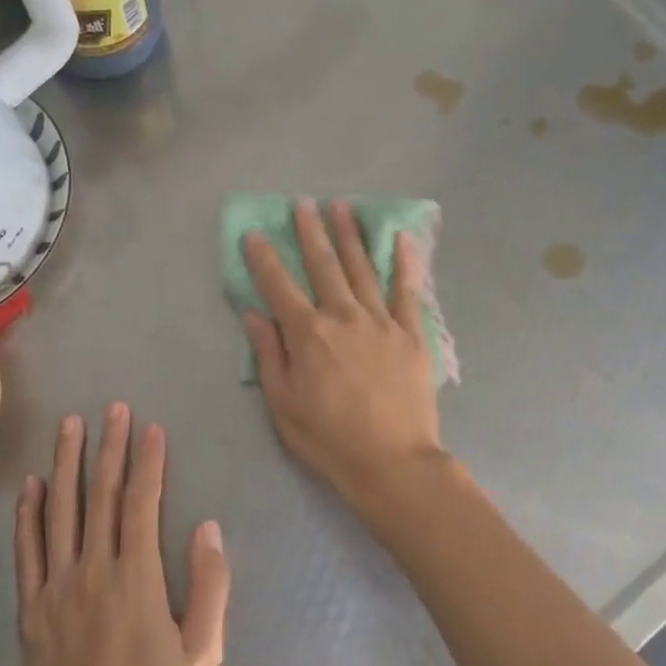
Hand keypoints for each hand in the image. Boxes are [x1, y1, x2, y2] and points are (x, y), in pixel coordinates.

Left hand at [13, 404, 229, 665]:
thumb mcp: (203, 659)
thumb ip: (209, 589)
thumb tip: (208, 528)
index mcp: (136, 580)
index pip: (141, 503)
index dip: (147, 462)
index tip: (151, 428)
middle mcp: (92, 572)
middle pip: (100, 496)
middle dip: (108, 448)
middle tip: (113, 408)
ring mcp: (55, 590)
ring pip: (60, 512)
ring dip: (66, 464)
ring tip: (70, 425)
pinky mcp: (30, 612)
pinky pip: (26, 551)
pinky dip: (28, 514)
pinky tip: (31, 484)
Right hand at [242, 198, 444, 506]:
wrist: (392, 462)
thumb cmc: (329, 438)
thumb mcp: (283, 403)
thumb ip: (269, 354)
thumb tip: (254, 313)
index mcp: (309, 333)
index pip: (279, 286)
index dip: (264, 258)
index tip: (254, 233)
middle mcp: (344, 316)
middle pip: (324, 265)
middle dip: (311, 231)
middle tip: (303, 203)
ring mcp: (381, 321)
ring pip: (362, 268)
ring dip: (350, 235)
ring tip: (341, 206)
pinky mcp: (412, 334)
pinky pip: (407, 290)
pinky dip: (404, 263)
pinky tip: (401, 238)